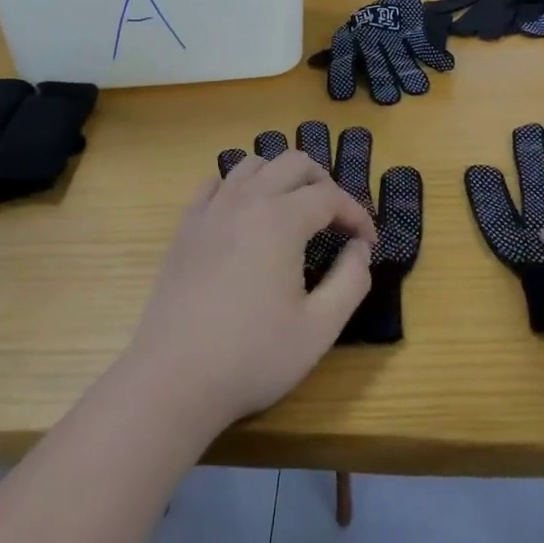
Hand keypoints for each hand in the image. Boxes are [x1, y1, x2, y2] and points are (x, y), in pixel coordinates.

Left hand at [122, 151, 375, 438]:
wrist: (174, 379)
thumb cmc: (253, 356)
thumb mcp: (320, 327)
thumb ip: (351, 280)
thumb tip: (359, 248)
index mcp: (282, 220)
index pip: (330, 196)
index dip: (357, 214)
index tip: (369, 242)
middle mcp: (246, 201)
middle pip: (293, 163)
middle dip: (323, 183)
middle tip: (336, 219)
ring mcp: (210, 210)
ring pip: (252, 164)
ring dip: (281, 177)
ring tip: (294, 209)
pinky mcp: (185, 227)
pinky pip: (215, 184)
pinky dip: (239, 187)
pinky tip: (245, 215)